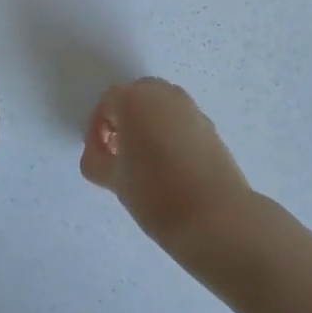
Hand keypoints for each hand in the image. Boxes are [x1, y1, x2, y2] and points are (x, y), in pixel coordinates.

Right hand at [82, 79, 251, 250]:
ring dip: (148, 125)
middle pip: (135, 98)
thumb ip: (96, 160)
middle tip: (119, 154)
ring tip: (145, 162)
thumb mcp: (113, 179)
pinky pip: (181, 122)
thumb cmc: (154, 193)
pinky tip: (170, 167)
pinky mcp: (211, 127)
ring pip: (160, 108)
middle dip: (124, 121)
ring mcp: (191, 108)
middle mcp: (163, 94)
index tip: (99, 158)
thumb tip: (100, 154)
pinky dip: (170, 135)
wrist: (215, 217)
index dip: (97, 131)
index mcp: (134, 99)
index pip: (106, 105)